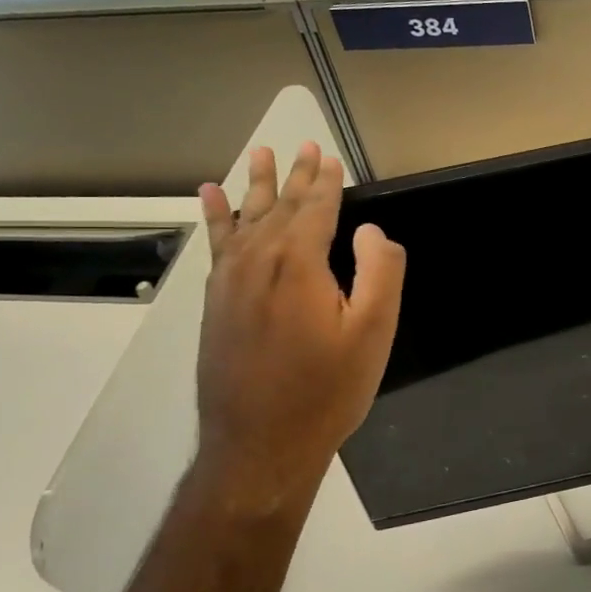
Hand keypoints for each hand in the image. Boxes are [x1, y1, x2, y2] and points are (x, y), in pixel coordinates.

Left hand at [193, 142, 403, 509]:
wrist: (260, 446)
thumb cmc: (327, 390)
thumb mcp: (373, 333)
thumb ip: (379, 271)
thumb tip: (370, 230)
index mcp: (299, 263)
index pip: (315, 207)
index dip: (325, 181)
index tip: (330, 156)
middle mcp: (258, 261)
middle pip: (279, 206)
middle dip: (294, 175)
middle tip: (302, 145)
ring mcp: (229, 282)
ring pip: (244, 219)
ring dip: (253, 185)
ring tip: (257, 153)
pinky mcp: (214, 303)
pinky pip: (216, 245)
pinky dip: (216, 217)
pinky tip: (211, 199)